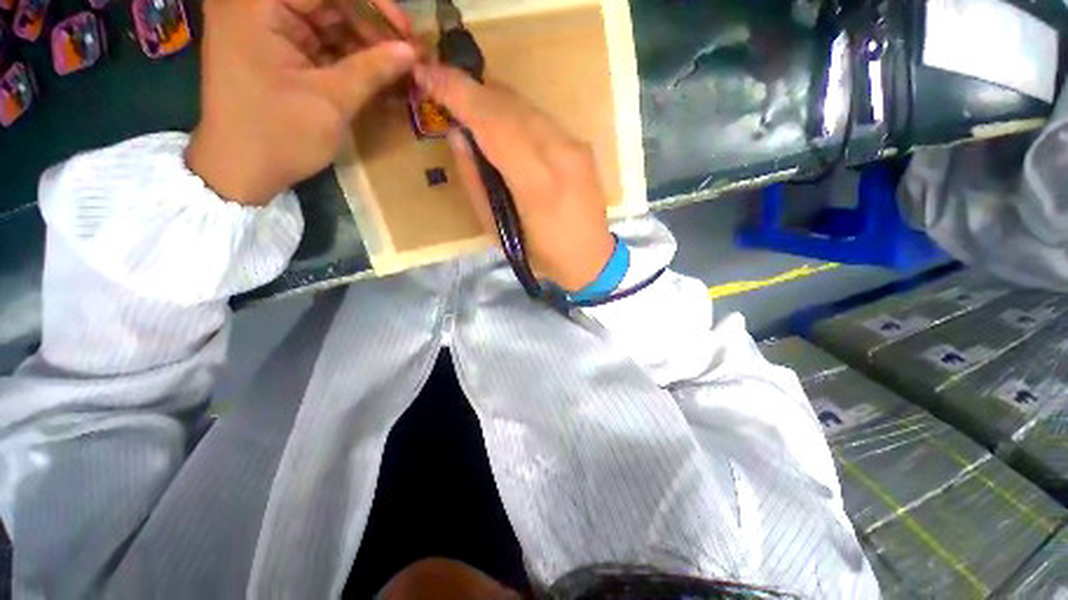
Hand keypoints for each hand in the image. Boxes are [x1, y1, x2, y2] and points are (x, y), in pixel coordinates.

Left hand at [186, 0, 416, 205]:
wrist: (240, 171)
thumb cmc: (278, 136)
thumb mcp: (330, 102)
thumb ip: (371, 70)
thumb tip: (411, 52)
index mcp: (257, 5)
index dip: (373, 4)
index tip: (407, 31)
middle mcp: (258, 6)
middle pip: (327, 1)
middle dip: (371, 25)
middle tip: (408, 54)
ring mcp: (266, 26)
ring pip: (328, 20)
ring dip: (365, 43)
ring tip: (399, 68)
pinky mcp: (276, 47)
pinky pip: (320, 40)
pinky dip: (349, 56)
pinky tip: (378, 74)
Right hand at [414, 65, 615, 292]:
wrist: (591, 257)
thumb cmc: (541, 254)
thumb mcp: (498, 230)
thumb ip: (476, 182)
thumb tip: (459, 136)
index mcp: (537, 185)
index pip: (493, 125)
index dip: (458, 94)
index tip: (427, 73)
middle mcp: (561, 155)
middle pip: (510, 106)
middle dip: (472, 90)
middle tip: (443, 85)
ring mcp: (576, 147)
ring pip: (527, 107)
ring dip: (493, 99)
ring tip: (468, 102)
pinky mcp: (582, 146)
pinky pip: (542, 118)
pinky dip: (515, 113)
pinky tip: (502, 120)